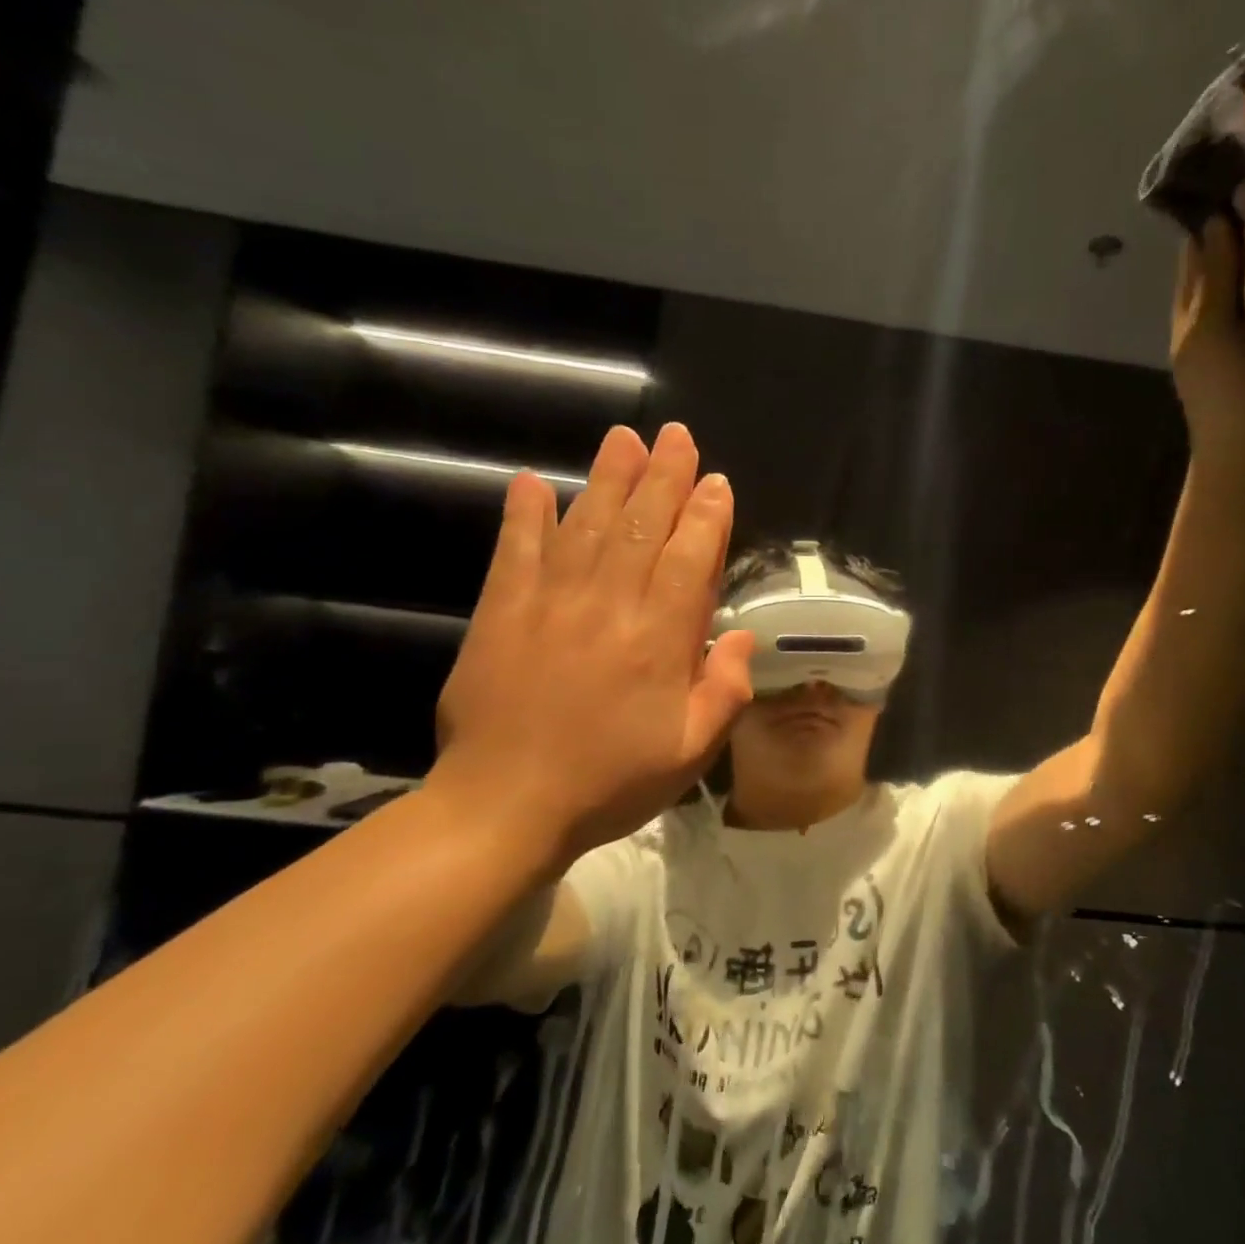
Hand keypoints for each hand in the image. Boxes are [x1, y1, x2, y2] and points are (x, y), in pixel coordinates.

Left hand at [431, 423, 754, 869]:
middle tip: (676, 436)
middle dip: (664, 476)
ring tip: (624, 438)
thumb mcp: (691, 752)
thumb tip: (742, 636)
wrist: (504, 807)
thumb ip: (727, 690)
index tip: (715, 482)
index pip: (690, 559)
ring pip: (588, 526)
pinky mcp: (502, 612)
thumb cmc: (610, 782)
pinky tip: (533, 482)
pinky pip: (516, 551)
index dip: (706, 515)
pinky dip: (525, 514)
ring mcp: (551, 603)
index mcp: (659, 640)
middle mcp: (609, 606)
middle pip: (643, 527)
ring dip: (608, 478)